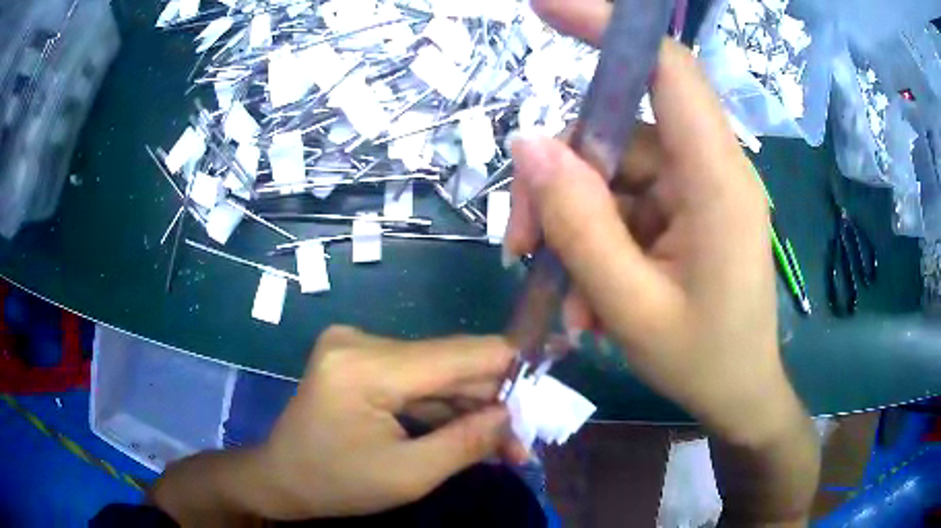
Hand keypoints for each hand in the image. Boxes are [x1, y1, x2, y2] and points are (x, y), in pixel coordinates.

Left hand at [251, 326, 524, 519]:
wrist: (283, 477)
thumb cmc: (337, 484)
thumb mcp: (407, 477)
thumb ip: (466, 443)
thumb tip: (512, 415)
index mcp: (365, 367)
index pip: (457, 355)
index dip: (508, 366)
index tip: (545, 385)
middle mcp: (360, 341)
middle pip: (449, 363)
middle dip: (491, 401)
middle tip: (523, 439)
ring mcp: (357, 346)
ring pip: (435, 372)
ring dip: (470, 407)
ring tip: (504, 445)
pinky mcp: (358, 358)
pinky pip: (414, 378)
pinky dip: (443, 405)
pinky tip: (469, 430)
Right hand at [507, 0, 796, 445]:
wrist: (739, 395)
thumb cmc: (703, 362)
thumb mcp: (631, 308)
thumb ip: (579, 226)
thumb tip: (529, 146)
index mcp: (717, 181)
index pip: (667, 68)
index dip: (608, 27)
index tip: (546, 7)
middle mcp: (709, 169)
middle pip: (616, 134)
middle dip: (559, 184)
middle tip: (522, 248)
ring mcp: (695, 189)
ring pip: (610, 175)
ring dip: (572, 229)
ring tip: (567, 301)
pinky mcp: (685, 211)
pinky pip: (624, 205)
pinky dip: (595, 244)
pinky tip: (589, 301)